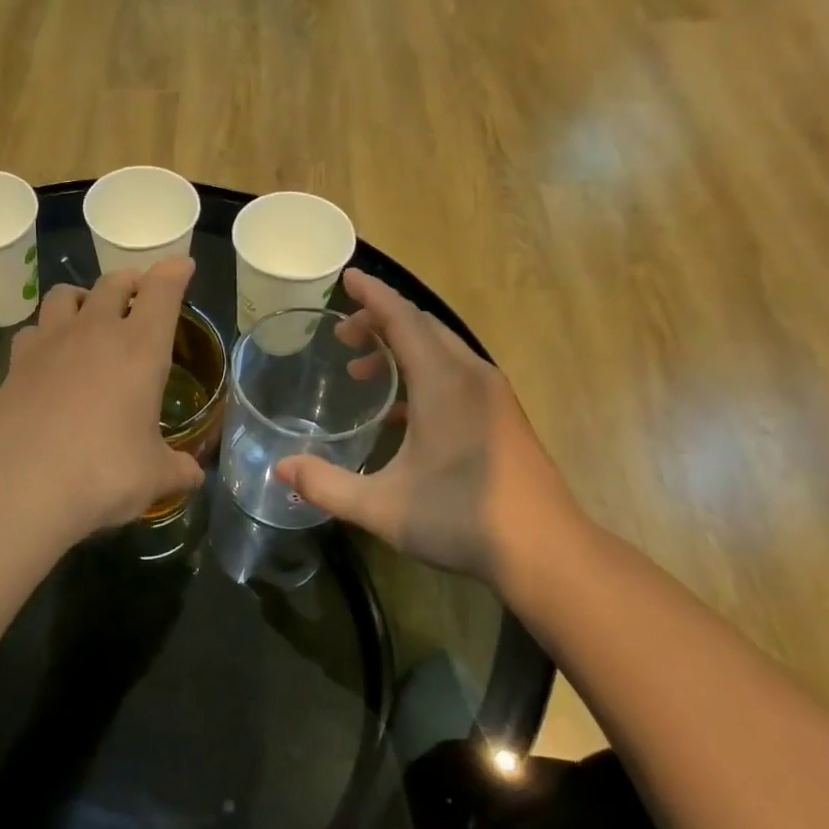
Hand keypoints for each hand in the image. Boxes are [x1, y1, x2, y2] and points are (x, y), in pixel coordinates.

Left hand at [0, 259, 204, 538]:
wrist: (22, 487)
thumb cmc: (102, 475)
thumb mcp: (153, 477)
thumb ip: (178, 470)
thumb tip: (193, 477)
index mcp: (139, 348)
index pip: (162, 291)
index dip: (175, 272)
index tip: (182, 266)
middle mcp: (94, 332)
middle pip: (113, 283)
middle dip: (131, 280)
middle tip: (140, 291)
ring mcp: (49, 344)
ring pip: (64, 295)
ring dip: (83, 296)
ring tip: (89, 314)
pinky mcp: (15, 364)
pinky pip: (33, 330)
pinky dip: (46, 333)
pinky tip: (50, 356)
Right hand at [274, 269, 580, 593]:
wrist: (546, 552)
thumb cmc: (462, 519)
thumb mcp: (381, 506)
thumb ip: (327, 485)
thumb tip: (282, 469)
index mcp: (444, 383)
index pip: (403, 319)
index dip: (372, 295)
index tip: (345, 275)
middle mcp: (471, 377)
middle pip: (423, 327)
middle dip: (380, 321)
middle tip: (341, 337)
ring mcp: (492, 396)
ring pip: (441, 350)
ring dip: (400, 349)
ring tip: (362, 371)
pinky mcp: (502, 416)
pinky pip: (455, 374)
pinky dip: (421, 373)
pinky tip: (399, 412)